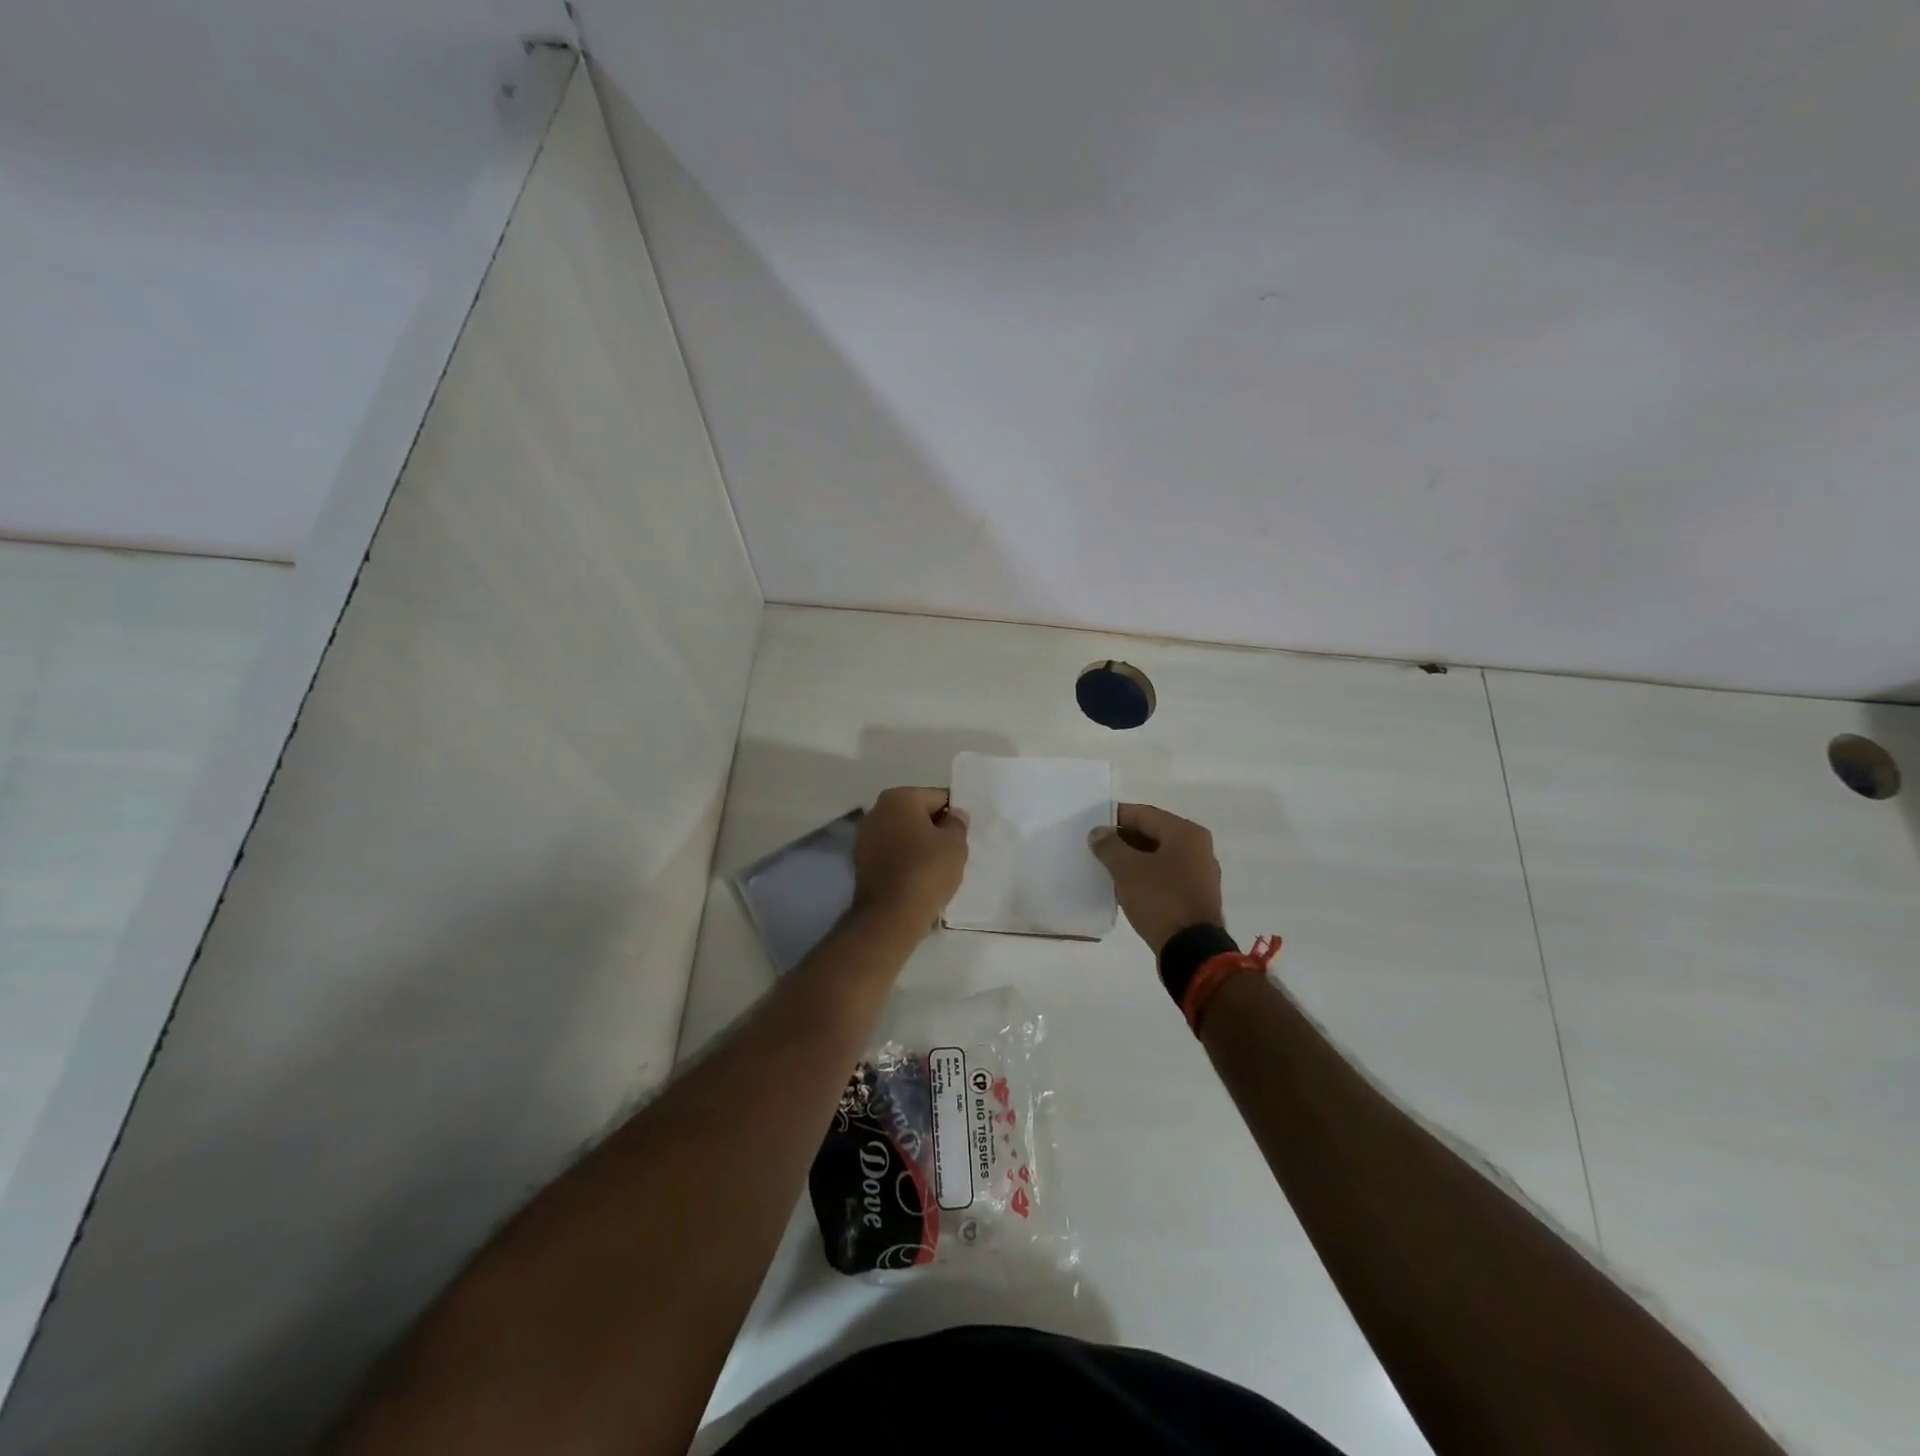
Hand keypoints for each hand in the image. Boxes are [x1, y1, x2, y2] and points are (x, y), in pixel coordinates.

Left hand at [852, 787, 969, 928]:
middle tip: (953, 850)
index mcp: (899, 797)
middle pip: (916, 814)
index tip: (963, 834)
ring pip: (902, 834)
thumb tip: (954, 815)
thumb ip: (957, 823)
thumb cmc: (927, 870)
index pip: (938, 797)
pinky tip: (918, 878)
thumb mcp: (955, 844)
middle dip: (934, 828)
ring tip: (936, 867)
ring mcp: (864, 837)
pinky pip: (891, 854)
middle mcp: (877, 810)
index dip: (954, 815)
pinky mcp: (861, 862)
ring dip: (918, 844)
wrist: (891, 914)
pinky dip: (904, 860)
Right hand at [1088, 803, 1224, 954]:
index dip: (1115, 818)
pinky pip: (1165, 876)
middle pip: (1153, 833)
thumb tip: (1099, 832)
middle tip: (1096, 848)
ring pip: (1158, 856)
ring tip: (1107, 868)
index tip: (1092, 827)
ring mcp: (1200, 873)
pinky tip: (1126, 887)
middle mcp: (1198, 848)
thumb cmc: (1161, 900)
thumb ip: (1110, 846)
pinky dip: (1145, 876)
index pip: (1143, 814)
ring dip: (1133, 859)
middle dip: (1123, 840)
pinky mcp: (1195, 896)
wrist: (1192, 950)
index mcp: (1186, 833)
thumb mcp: (1128, 869)